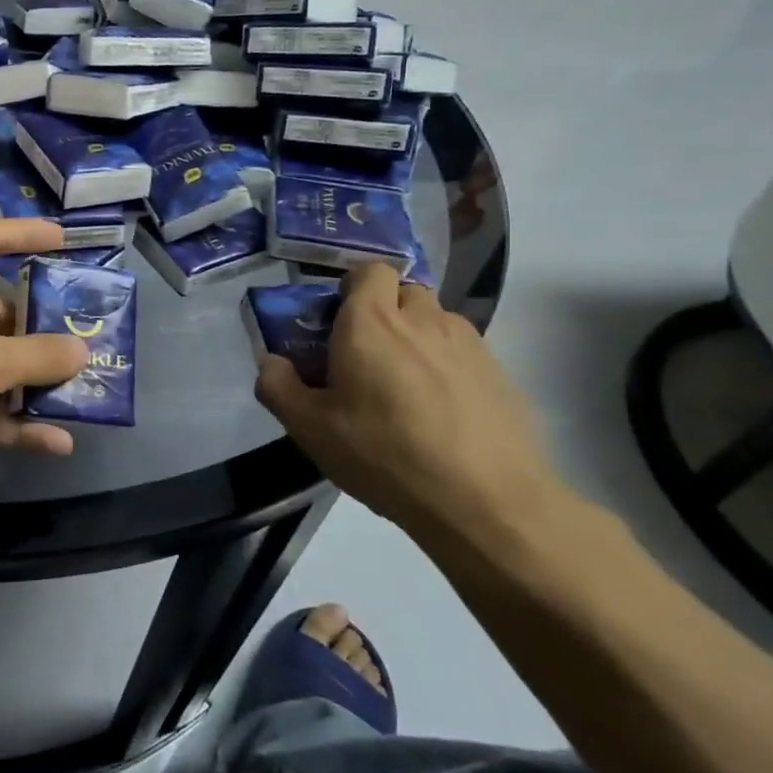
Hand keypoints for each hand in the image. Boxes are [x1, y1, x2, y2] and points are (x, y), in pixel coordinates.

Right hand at [253, 264, 559, 539]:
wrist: (488, 502)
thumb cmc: (385, 455)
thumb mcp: (310, 429)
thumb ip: (278, 387)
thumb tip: (272, 363)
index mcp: (371, 322)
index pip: (369, 270)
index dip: (352, 288)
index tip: (337, 323)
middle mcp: (423, 319)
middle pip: (403, 292)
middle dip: (383, 311)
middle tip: (365, 355)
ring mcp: (468, 344)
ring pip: (435, 321)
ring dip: (416, 338)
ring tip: (403, 388)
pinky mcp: (500, 374)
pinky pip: (461, 353)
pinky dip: (446, 367)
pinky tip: (439, 413)